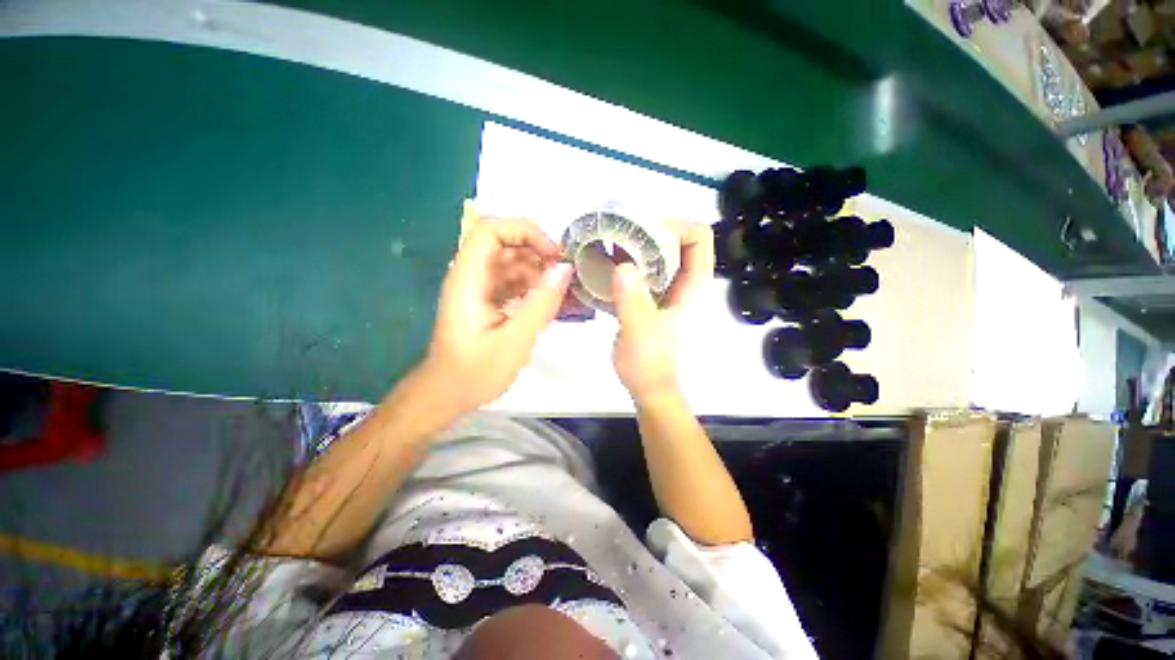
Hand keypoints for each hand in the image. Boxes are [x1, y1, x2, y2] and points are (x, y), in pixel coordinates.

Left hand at [424, 215, 572, 412]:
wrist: (448, 394)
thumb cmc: (475, 372)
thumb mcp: (515, 341)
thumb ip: (541, 304)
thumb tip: (565, 268)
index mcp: (468, 280)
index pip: (490, 230)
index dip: (524, 232)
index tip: (554, 254)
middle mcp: (472, 276)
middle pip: (504, 242)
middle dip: (537, 250)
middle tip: (565, 273)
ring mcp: (480, 287)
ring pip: (512, 261)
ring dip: (539, 269)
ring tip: (562, 290)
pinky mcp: (489, 299)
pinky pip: (514, 280)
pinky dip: (534, 285)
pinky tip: (550, 300)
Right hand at [612, 222, 714, 400]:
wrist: (646, 385)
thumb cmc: (648, 362)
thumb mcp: (640, 331)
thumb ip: (632, 300)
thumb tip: (622, 266)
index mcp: (692, 285)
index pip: (699, 237)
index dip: (674, 226)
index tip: (642, 233)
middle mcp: (683, 281)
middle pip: (676, 239)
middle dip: (649, 230)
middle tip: (619, 235)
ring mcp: (666, 289)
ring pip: (658, 253)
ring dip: (636, 244)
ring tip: (608, 244)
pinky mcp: (650, 297)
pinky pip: (642, 268)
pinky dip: (627, 260)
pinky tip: (606, 264)